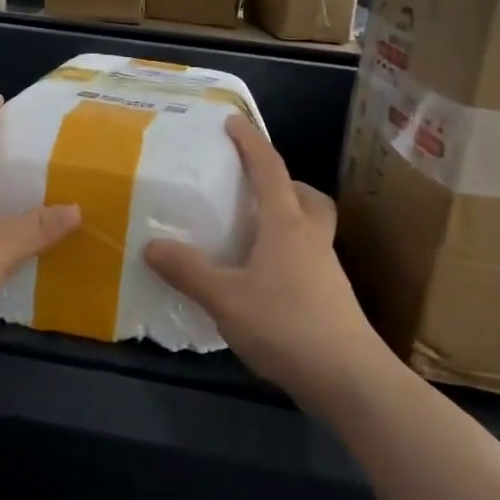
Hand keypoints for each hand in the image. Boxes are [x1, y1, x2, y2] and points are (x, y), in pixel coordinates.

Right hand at [144, 115, 392, 407]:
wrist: (348, 378)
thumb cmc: (286, 324)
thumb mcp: (225, 298)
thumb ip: (188, 271)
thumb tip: (151, 246)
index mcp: (287, 225)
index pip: (269, 169)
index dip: (250, 142)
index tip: (233, 122)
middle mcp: (311, 238)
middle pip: (306, 196)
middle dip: (283, 183)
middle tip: (253, 190)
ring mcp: (326, 269)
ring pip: (310, 228)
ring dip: (285, 220)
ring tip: (250, 237)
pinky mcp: (331, 297)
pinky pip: (307, 259)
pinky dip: (286, 255)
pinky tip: (261, 281)